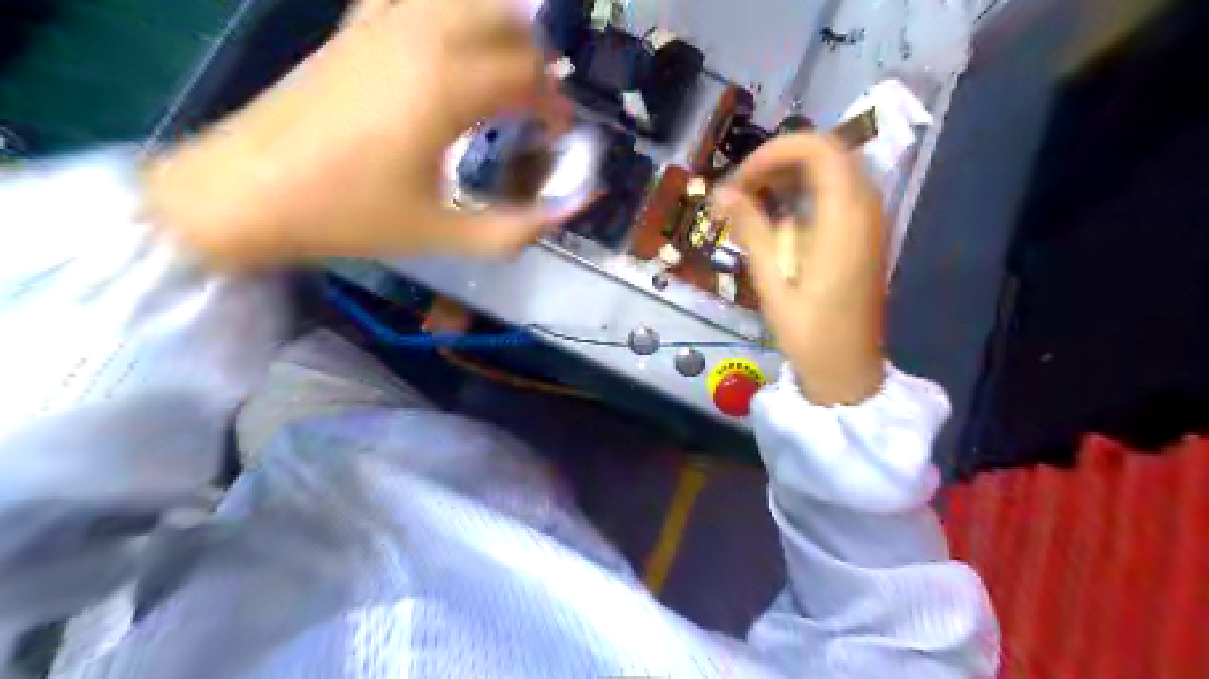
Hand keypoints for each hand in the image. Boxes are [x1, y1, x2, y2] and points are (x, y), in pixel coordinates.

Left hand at [144, 0, 558, 267]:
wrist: (247, 191)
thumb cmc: (349, 215)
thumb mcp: (442, 234)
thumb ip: (513, 229)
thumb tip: (563, 213)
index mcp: (444, 88)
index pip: (527, 75)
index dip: (554, 104)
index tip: (560, 133)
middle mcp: (419, 38)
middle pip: (505, 21)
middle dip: (536, 60)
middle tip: (539, 103)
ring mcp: (382, 23)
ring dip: (500, 26)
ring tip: (507, 69)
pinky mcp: (354, 26)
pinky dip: (448, 10)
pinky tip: (451, 39)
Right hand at [711, 135, 885, 406]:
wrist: (848, 370)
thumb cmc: (809, 332)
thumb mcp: (772, 282)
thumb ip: (751, 230)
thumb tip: (721, 192)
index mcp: (844, 219)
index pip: (817, 149)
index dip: (773, 152)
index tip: (740, 181)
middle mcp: (865, 209)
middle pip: (827, 153)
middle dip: (779, 162)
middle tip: (743, 191)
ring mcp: (871, 222)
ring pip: (834, 171)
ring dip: (792, 176)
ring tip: (755, 203)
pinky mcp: (866, 236)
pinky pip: (839, 194)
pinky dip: (808, 192)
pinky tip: (780, 219)